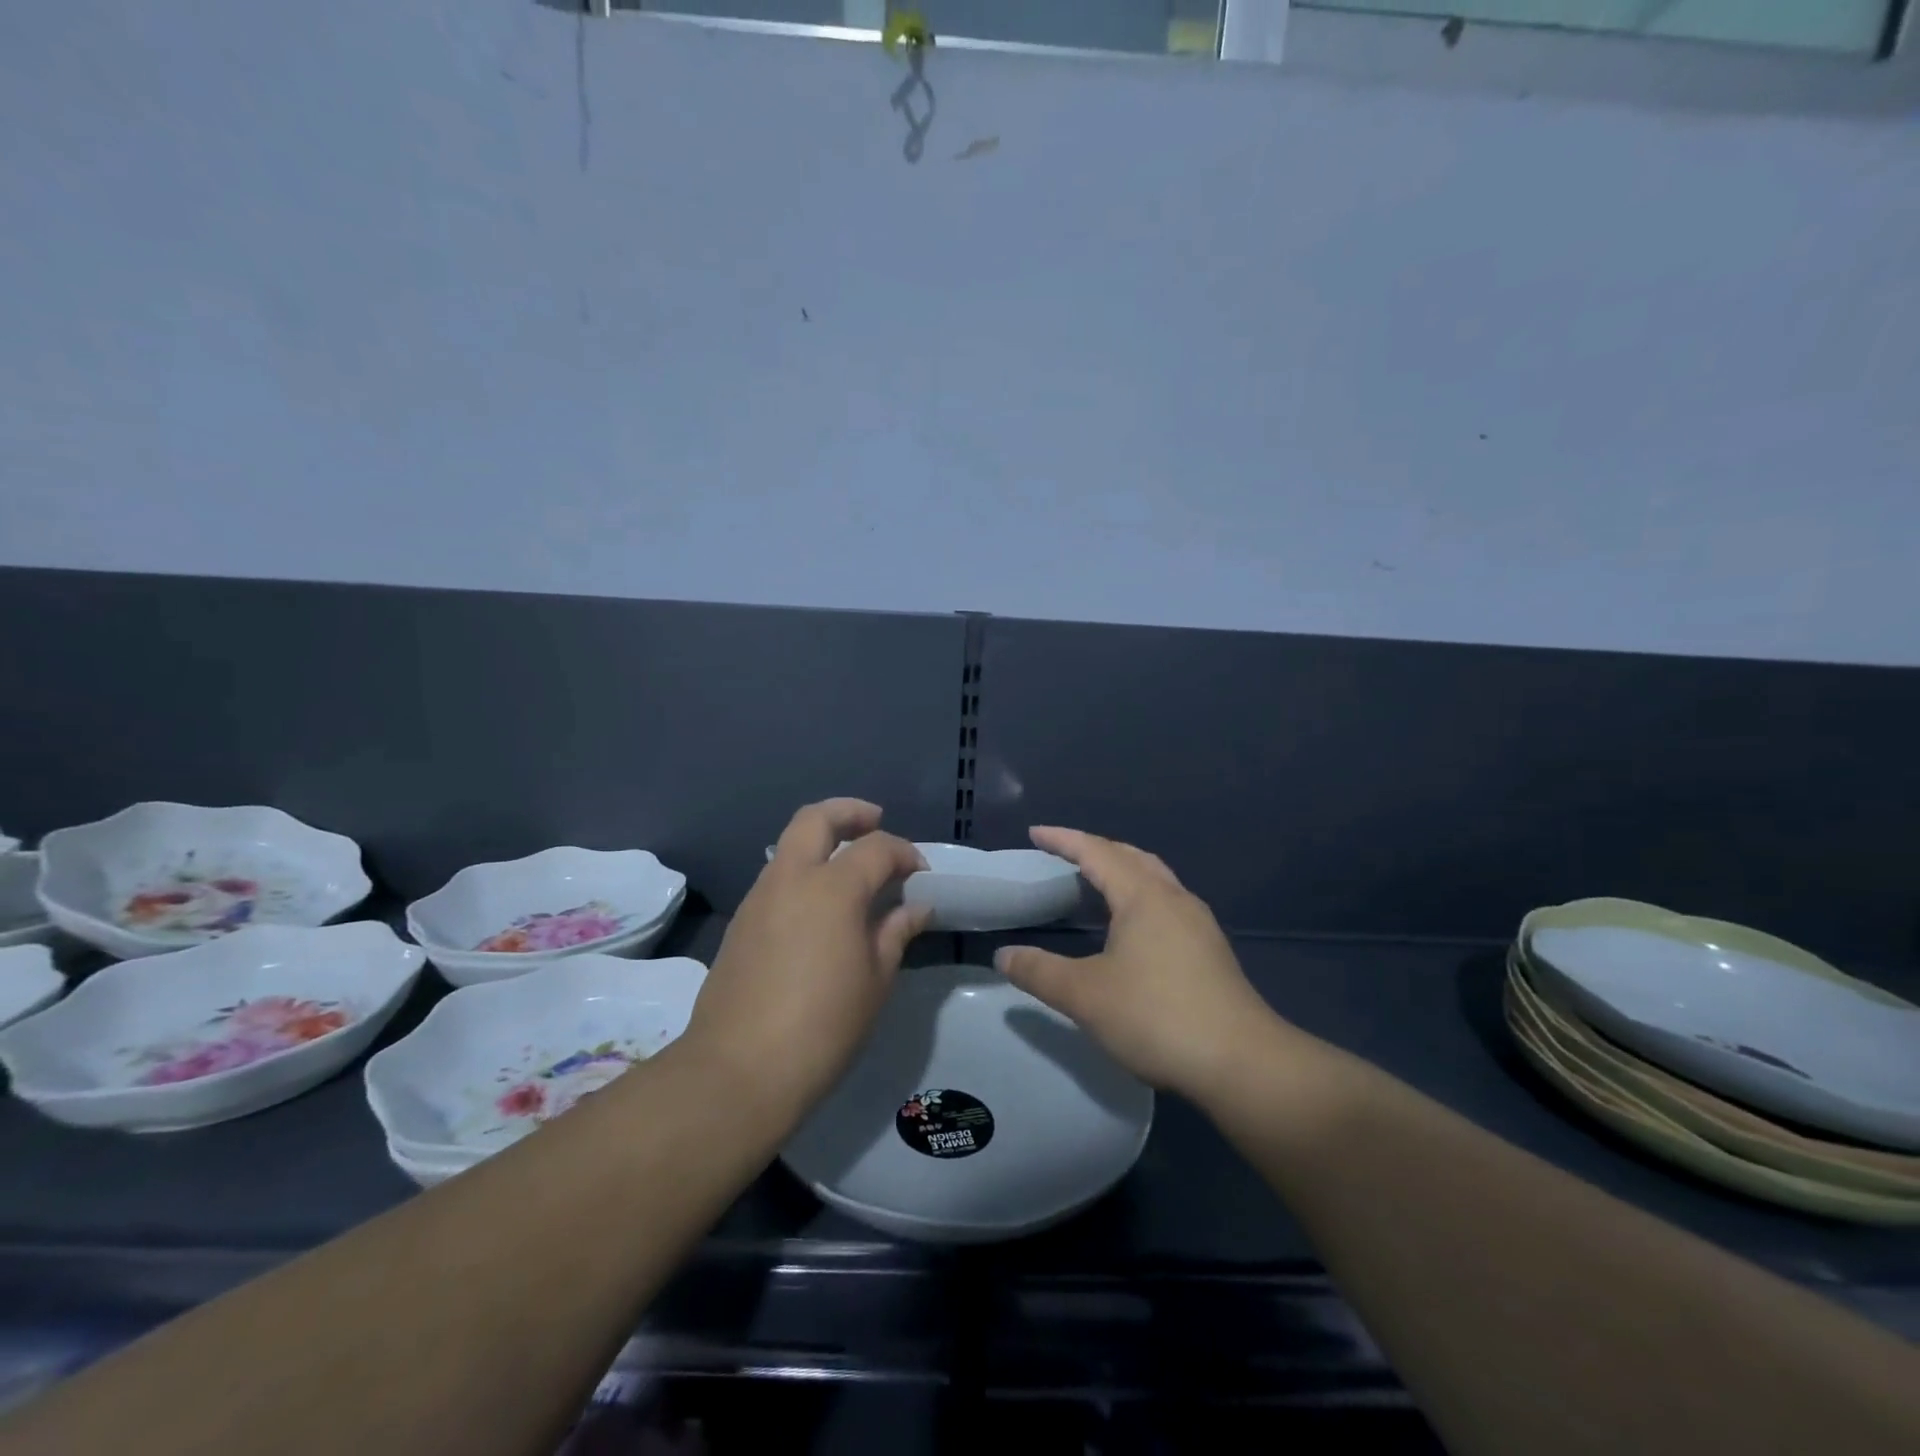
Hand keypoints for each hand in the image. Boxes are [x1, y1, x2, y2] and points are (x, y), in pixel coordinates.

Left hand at [683, 798, 931, 1107]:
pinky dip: (803, 872)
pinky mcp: (741, 922)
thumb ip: (895, 932)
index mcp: (832, 888)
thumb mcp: (875, 980)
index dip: (905, 853)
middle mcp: (791, 879)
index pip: (876, 847)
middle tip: (875, 822)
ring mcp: (759, 897)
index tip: (921, 875)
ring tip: (851, 870)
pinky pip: (777, 877)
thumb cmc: (823, 1025)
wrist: (739, 1070)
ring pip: (790, 845)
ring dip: (822, 842)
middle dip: (850, 812)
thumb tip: (915, 907)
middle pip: (817, 818)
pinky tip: (821, 908)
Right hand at [995, 827, 1292, 1101]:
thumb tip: (1003, 955)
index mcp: (1143, 896)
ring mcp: (1198, 924)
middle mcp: (1174, 898)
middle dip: (1095, 849)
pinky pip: (1167, 903)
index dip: (1063, 840)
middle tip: (1064, 853)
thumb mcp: (1085, 995)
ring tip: (1096, 883)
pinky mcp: (1211, 951)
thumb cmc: (1157, 1017)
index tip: (1035, 833)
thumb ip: (1040, 971)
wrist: (1241, 1062)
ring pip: (1155, 879)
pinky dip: (1140, 897)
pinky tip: (1133, 927)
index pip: (1096, 852)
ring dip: (1122, 871)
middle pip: (1131, 856)